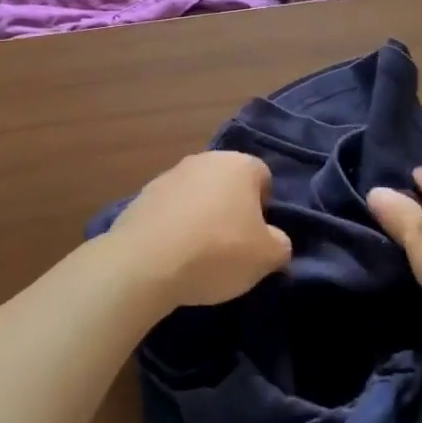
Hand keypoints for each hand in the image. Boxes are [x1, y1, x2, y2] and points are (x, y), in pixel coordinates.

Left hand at [108, 151, 292, 307]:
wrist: (145, 262)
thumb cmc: (218, 252)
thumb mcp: (267, 257)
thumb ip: (280, 244)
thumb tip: (274, 240)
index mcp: (239, 165)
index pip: (263, 177)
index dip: (265, 208)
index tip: (257, 237)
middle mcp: (204, 160)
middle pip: (227, 183)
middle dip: (232, 210)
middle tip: (232, 246)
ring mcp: (168, 175)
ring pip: (197, 195)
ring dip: (201, 217)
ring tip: (198, 255)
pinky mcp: (141, 196)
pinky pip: (170, 210)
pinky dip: (175, 227)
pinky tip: (172, 255)